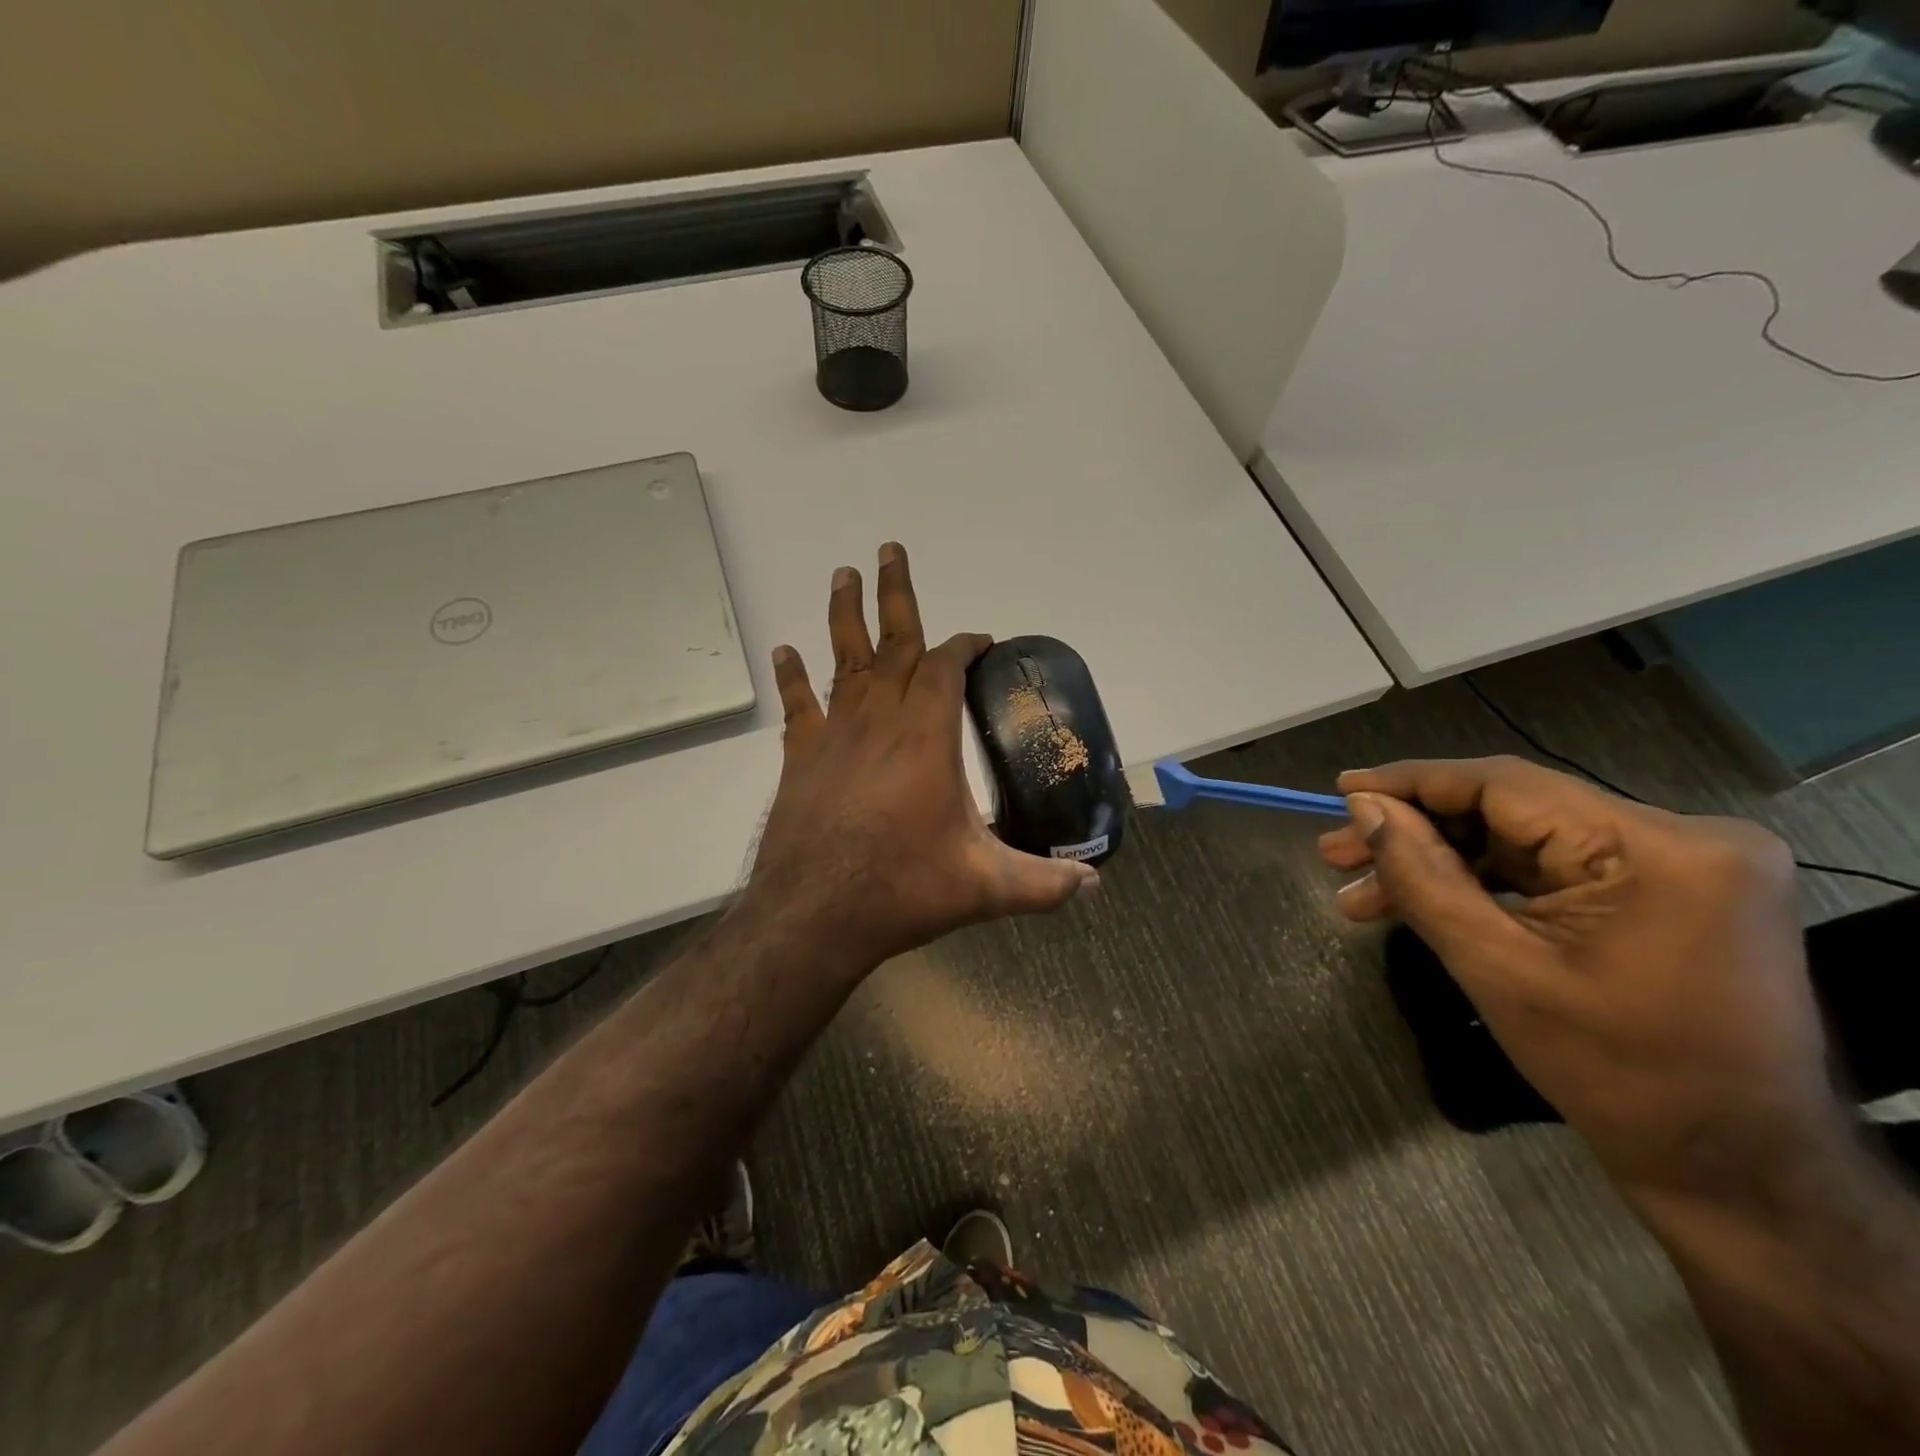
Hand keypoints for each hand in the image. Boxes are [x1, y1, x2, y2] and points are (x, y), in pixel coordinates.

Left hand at [741, 543, 1096, 970]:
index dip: (964, 646)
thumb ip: (1044, 883)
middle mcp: (881, 720)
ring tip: (845, 572)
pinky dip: (793, 677)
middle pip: (893, 643)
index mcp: (927, 737)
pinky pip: (798, 705)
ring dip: (844, 614)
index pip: (947, 668)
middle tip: (891, 549)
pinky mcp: (801, 757)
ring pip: (843, 659)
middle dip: (897, 595)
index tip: (978, 639)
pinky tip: (784, 650)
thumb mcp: (985, 887)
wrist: (814, 914)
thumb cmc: (902, 889)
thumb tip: (1094, 884)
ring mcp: (836, 734)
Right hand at [1318, 756, 1837, 1197]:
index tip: (1341, 789)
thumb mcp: (1497, 969)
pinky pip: (1549, 869)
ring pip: (1521, 841)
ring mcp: (1680, 865)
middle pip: (1511, 810)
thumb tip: (1363, 807)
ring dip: (1441, 863)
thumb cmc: (1618, 1076)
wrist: (1736, 1172)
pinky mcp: (1667, 892)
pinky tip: (1420, 903)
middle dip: (1417, 833)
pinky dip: (1482, 884)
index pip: (1505, 785)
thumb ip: (1423, 876)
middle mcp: (1683, 836)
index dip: (1412, 782)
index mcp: (1660, 849)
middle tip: (1337, 853)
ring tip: (1361, 892)